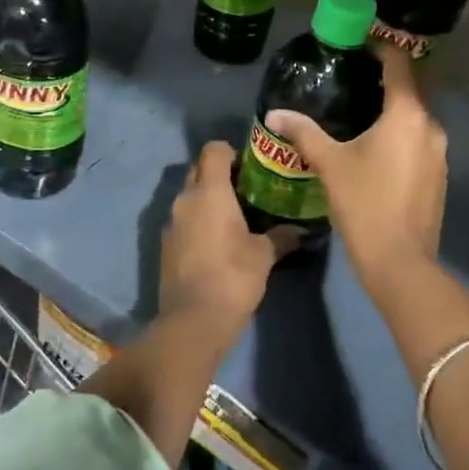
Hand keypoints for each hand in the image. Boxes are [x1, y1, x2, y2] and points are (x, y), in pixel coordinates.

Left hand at [158, 141, 281, 328]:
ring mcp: (171, 222)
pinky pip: (183, 219)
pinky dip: (198, 220)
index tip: (252, 168)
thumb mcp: (264, 255)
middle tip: (247, 190)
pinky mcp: (165, 244)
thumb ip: (282, 236)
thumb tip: (303, 230)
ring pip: (189, 195)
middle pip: (199, 169)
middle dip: (219, 173)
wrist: (193, 320)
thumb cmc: (233, 277)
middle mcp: (185, 199)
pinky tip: (217, 240)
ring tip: (235, 216)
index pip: (214, 149)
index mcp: (209, 191)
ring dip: (208, 198)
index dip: (232, 152)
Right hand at [266, 43, 445, 284]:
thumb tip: (274, 113)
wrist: (400, 261)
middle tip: (353, 79)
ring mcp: (440, 153)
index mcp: (407, 115)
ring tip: (361, 113)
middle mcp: (431, 127)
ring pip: (416, 118)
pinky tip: (377, 149)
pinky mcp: (439, 176)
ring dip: (394, 111)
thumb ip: (304, 133)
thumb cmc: (364, 203)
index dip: (382, 49)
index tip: (360, 44)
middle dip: (386, 81)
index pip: (400, 65)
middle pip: (411, 90)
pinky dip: (401, 135)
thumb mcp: (330, 164)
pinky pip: (420, 142)